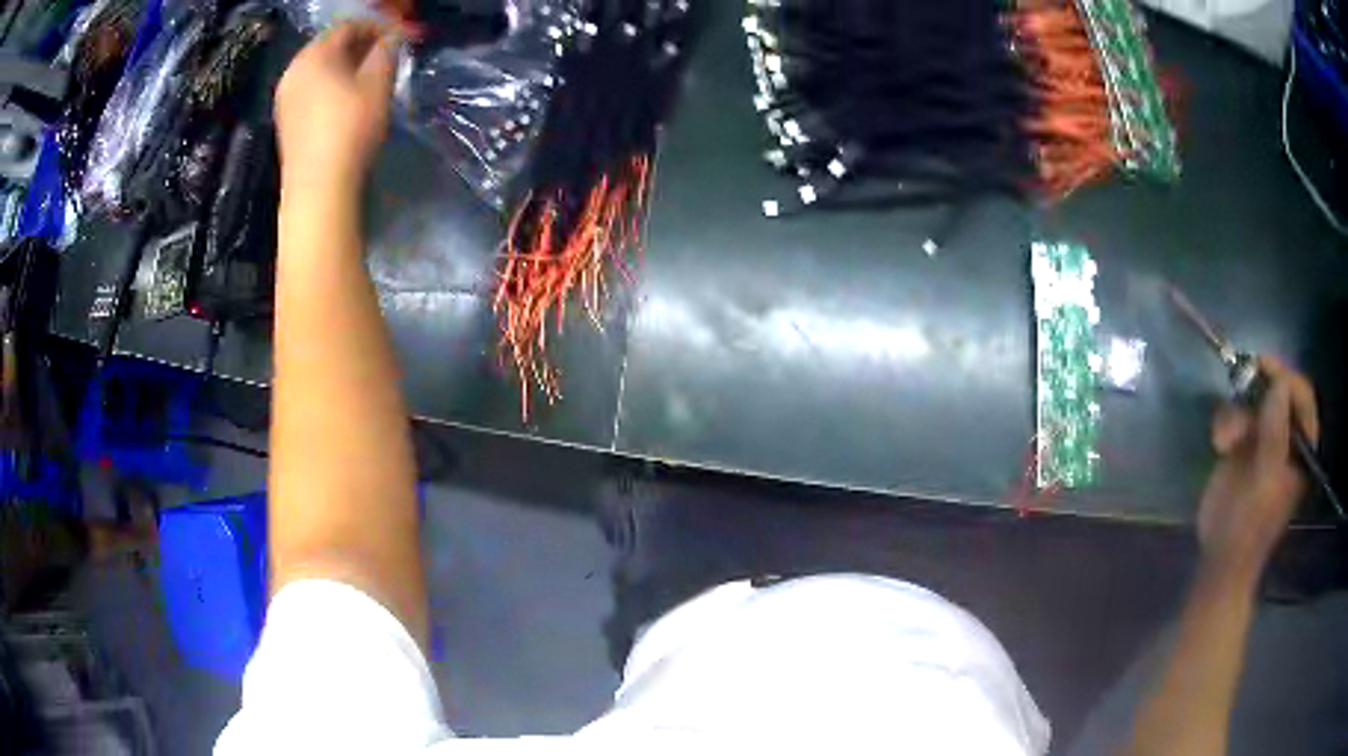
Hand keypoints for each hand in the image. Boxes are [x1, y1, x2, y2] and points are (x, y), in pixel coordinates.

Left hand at [275, 21, 399, 197]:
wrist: (318, 188)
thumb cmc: (350, 128)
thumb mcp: (378, 84)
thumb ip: (387, 51)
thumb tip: (392, 38)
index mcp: (314, 55)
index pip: (348, 26)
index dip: (376, 26)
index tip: (397, 37)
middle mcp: (293, 71)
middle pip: (329, 46)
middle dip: (359, 46)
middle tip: (385, 55)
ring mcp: (285, 98)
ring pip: (319, 69)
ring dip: (345, 67)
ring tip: (368, 79)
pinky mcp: (285, 122)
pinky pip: (310, 90)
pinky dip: (330, 86)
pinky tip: (346, 101)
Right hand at [1197, 356, 1317, 581]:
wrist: (1221, 560)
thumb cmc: (1249, 528)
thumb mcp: (1265, 484)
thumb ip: (1275, 435)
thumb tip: (1279, 385)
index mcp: (1302, 448)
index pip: (1302, 396)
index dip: (1286, 378)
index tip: (1264, 368)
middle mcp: (1287, 437)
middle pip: (1279, 390)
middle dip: (1259, 389)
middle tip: (1241, 379)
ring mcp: (1265, 439)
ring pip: (1254, 400)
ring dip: (1237, 412)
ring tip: (1224, 440)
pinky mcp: (1243, 444)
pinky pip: (1236, 414)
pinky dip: (1225, 423)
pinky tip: (1219, 444)